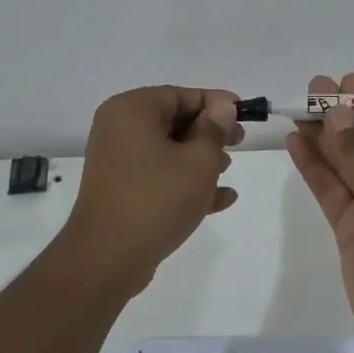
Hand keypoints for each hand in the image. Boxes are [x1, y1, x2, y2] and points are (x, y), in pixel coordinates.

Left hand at [59, 85, 243, 294]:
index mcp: (132, 111)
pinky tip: (221, 199)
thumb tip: (222, 107)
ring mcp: (118, 162)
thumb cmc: (157, 199)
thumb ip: (214, 130)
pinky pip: (160, 177)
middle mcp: (119, 130)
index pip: (181, 95)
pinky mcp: (122, 191)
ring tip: (227, 173)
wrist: (108, 257)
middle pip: (174, 121)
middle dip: (209, 133)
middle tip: (239, 143)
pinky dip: (186, 183)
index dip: (216, 103)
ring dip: (201, 159)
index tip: (244, 115)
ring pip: (168, 151)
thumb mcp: (198, 161)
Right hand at [285, 72, 353, 343]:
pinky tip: (295, 144)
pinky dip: (315, 168)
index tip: (342, 82)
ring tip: (296, 111)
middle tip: (312, 90)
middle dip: (343, 117)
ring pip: (347, 163)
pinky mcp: (353, 225)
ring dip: (324, 139)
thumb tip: (336, 113)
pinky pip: (332, 189)